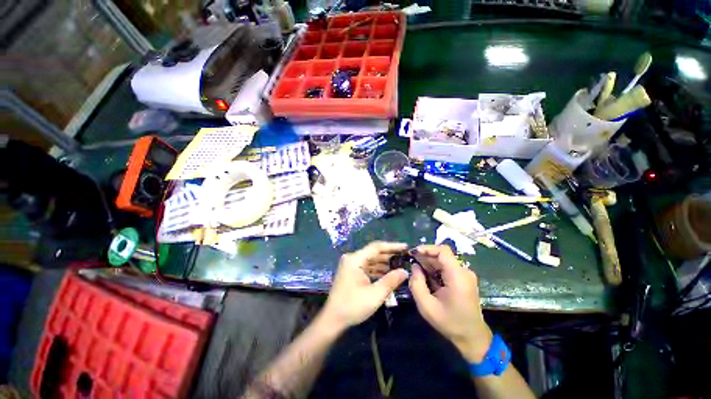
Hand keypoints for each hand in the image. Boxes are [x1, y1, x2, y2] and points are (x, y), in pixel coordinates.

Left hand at [320, 242, 409, 331]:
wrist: (333, 320)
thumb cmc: (353, 306)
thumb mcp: (375, 294)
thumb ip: (391, 280)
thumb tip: (405, 271)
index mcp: (355, 259)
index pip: (376, 247)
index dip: (392, 246)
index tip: (405, 247)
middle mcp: (352, 258)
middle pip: (373, 253)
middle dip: (389, 256)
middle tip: (404, 258)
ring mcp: (351, 265)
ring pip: (371, 260)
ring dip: (384, 263)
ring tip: (399, 266)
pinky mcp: (351, 272)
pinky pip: (367, 267)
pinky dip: (377, 270)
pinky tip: (388, 274)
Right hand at [409, 245, 492, 362]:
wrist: (472, 337)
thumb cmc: (450, 323)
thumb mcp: (427, 306)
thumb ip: (417, 284)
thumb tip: (414, 266)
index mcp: (457, 277)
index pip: (443, 251)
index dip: (427, 248)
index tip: (413, 253)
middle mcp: (463, 272)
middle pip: (442, 255)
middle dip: (425, 257)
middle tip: (411, 262)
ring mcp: (465, 275)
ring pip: (443, 261)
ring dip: (429, 263)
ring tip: (416, 271)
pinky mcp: (463, 279)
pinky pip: (447, 268)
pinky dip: (435, 270)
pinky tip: (426, 277)